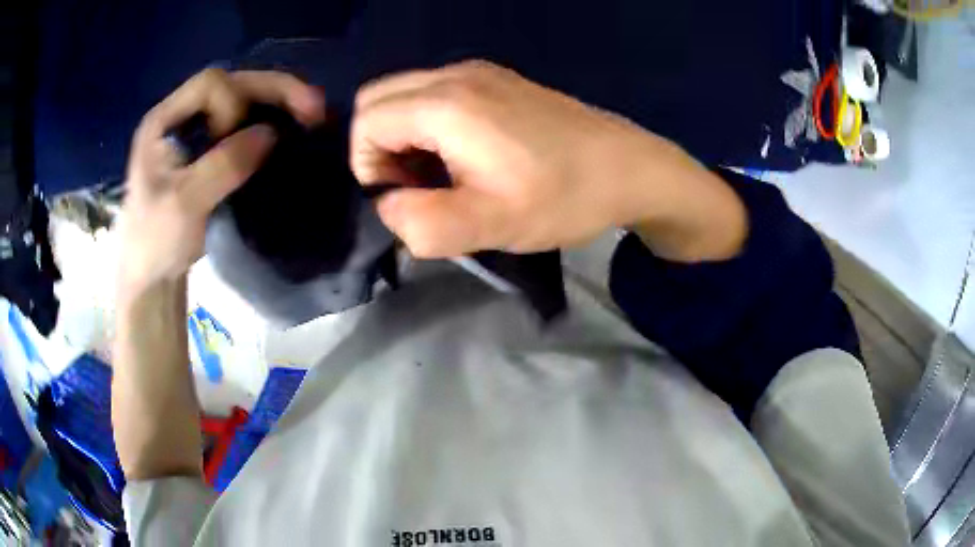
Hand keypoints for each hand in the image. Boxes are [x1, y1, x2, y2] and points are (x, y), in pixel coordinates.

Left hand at [118, 68, 323, 294]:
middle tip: (314, 108)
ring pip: (243, 101)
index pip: (210, 85)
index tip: (240, 142)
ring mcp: (197, 133)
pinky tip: (292, 133)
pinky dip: (272, 123)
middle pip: (233, 84)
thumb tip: (271, 133)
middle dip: (274, 91)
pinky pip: (245, 125)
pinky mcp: (210, 152)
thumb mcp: (184, 205)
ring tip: (312, 117)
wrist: (152, 275)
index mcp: (164, 121)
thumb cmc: (156, 242)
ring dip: (279, 104)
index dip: (234, 104)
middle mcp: (182, 116)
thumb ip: (223, 165)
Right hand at [351, 60, 745, 260]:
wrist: (629, 167)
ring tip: (440, 174)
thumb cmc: (563, 197)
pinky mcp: (497, 79)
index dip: (367, 166)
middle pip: (378, 99)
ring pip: (405, 94)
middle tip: (417, 185)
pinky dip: (428, 123)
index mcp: (447, 104)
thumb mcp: (490, 225)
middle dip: (379, 146)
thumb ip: (422, 223)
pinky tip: (463, 153)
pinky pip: (436, 93)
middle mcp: (456, 74)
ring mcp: (479, 71)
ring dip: (403, 135)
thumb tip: (389, 204)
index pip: (365, 122)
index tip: (405, 197)